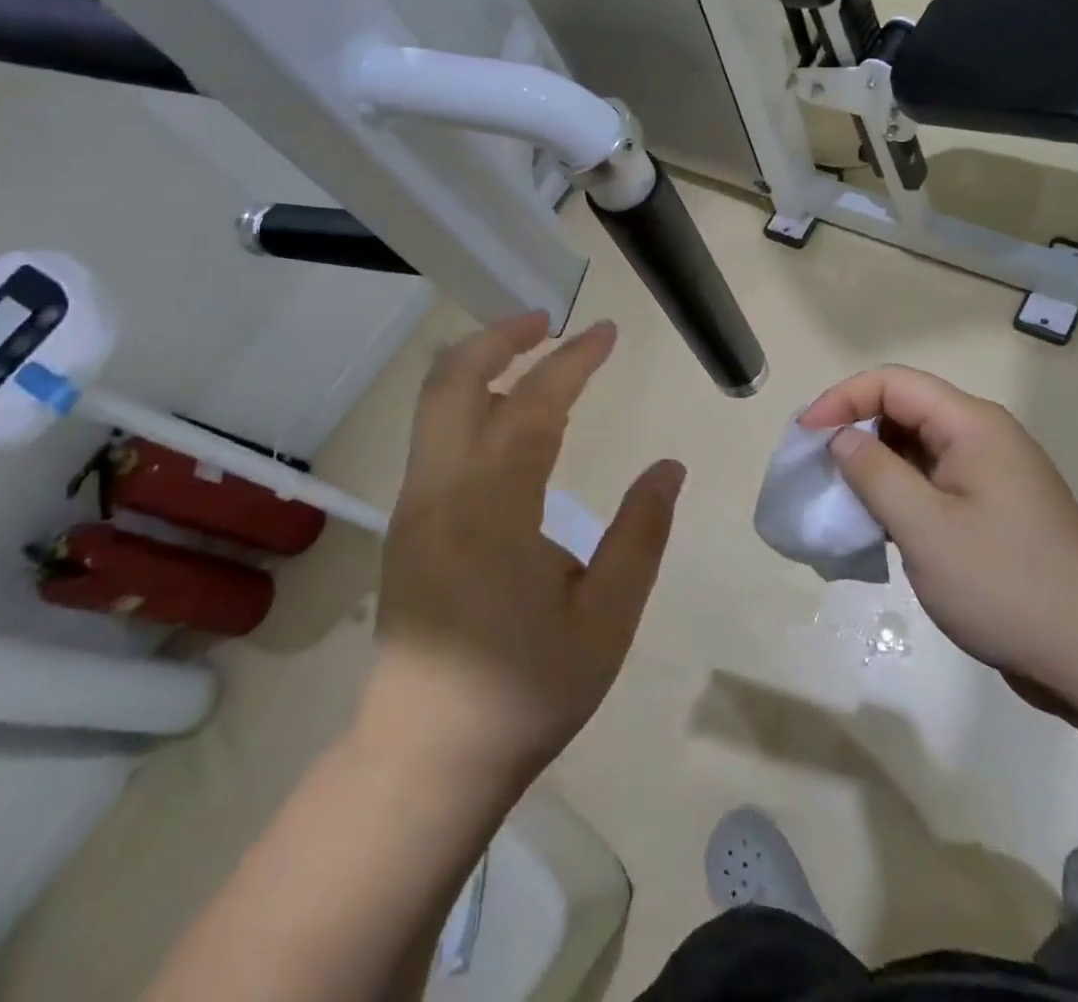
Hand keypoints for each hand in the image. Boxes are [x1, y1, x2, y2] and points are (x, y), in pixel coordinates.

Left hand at [366, 313, 683, 789]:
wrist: (427, 756)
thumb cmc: (526, 689)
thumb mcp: (606, 619)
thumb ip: (641, 534)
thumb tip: (668, 467)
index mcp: (492, 508)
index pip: (533, 405)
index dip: (573, 361)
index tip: (606, 332)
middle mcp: (441, 489)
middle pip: (453, 379)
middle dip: (501, 336)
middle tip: (549, 321)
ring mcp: (415, 504)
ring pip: (435, 401)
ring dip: (480, 362)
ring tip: (531, 351)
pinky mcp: (408, 521)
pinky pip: (436, 434)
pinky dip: (469, 398)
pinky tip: (507, 415)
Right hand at [800, 366, 1077, 707]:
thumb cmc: (1006, 585)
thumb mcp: (926, 528)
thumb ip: (874, 473)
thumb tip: (841, 438)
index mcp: (973, 425)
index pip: (893, 383)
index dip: (842, 399)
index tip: (805, 438)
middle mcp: (983, 438)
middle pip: (904, 410)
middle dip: (853, 431)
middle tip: (815, 469)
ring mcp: (990, 476)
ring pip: (915, 449)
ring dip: (873, 466)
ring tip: (838, 499)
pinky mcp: (991, 511)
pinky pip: (932, 483)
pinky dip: (897, 494)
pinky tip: (875, 526)